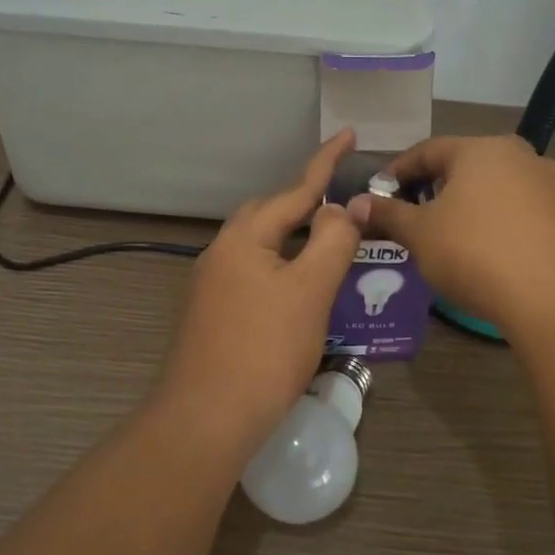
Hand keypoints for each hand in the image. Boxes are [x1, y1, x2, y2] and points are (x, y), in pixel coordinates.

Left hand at [157, 130, 359, 452]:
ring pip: (260, 245)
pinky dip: (281, 266)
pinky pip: (254, 271)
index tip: (348, 133)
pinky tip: (297, 288)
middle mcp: (222, 251)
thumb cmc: (264, 349)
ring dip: (293, 237)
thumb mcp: (310, 290)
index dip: (326, 162)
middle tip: (342, 203)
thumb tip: (349, 203)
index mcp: (244, 237)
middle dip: (306, 201)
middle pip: (270, 213)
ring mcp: (212, 284)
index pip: (295, 190)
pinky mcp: (212, 313)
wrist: (205, 420)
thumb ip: (333, 240)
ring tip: (327, 242)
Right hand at [346, 135, 554, 339]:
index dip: (398, 171)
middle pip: (465, 166)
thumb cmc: (477, 253)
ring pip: (496, 189)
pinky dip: (499, 224)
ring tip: (449, 236)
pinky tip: (490, 253)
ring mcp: (551, 185)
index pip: (427, 150)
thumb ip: (388, 215)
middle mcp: (519, 156)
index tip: (378, 192)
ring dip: (469, 206)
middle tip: (413, 213)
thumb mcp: (421, 235)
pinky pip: (522, 213)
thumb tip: (355, 204)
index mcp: (480, 149)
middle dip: (435, 188)